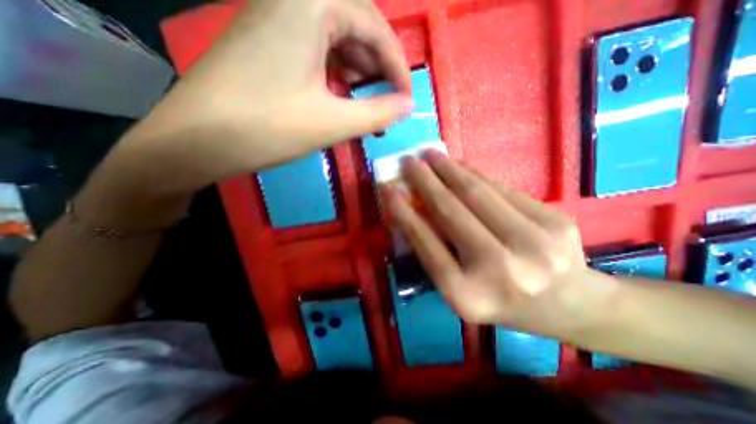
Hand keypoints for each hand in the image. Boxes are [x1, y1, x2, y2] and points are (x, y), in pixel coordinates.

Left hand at [116, 0, 412, 194]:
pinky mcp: (267, 42)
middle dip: (379, 69)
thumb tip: (409, 106)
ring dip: (359, 73)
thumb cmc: (267, 127)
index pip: (376, 28)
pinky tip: (340, 98)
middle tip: (388, 103)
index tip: (407, 100)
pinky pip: (316, 50)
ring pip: (336, 40)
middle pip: (357, 28)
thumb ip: (378, 113)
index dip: (398, 67)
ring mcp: (275, 18)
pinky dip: (336, 74)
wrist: (195, 140)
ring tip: (367, 105)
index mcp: (311, 3)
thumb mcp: (332, 122)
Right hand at [390, 152, 595, 337]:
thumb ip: (436, 251)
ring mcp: (534, 244)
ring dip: (448, 170)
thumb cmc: (502, 301)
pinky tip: (459, 164)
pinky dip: (475, 173)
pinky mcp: (556, 221)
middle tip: (408, 161)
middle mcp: (501, 271)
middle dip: (424, 182)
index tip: (389, 189)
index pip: (426, 245)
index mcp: (469, 296)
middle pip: (452, 213)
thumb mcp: (461, 288)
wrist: (572, 306)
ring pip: (478, 193)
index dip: (405, 214)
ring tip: (430, 154)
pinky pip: (503, 189)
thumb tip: (414, 208)